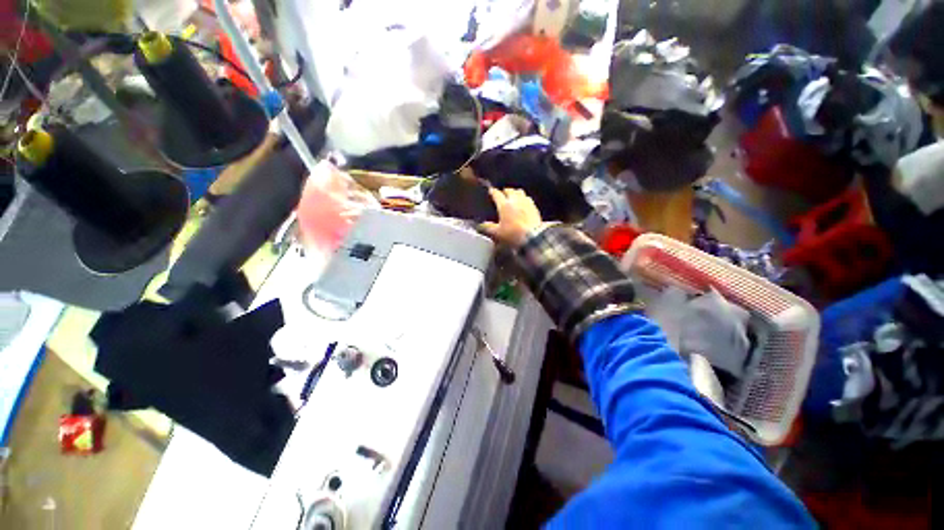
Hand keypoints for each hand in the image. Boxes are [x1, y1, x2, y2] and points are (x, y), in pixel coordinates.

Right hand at [480, 187, 544, 246]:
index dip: (493, 192)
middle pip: (510, 190)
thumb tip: (481, 225)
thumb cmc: (512, 234)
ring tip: (514, 197)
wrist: (533, 237)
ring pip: (520, 192)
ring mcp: (526, 202)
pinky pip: (528, 199)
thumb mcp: (497, 233)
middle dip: (505, 191)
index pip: (497, 194)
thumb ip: (488, 227)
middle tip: (502, 194)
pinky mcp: (534, 207)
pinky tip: (524, 204)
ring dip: (516, 193)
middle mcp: (515, 200)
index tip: (491, 191)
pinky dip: (524, 199)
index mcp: (504, 205)